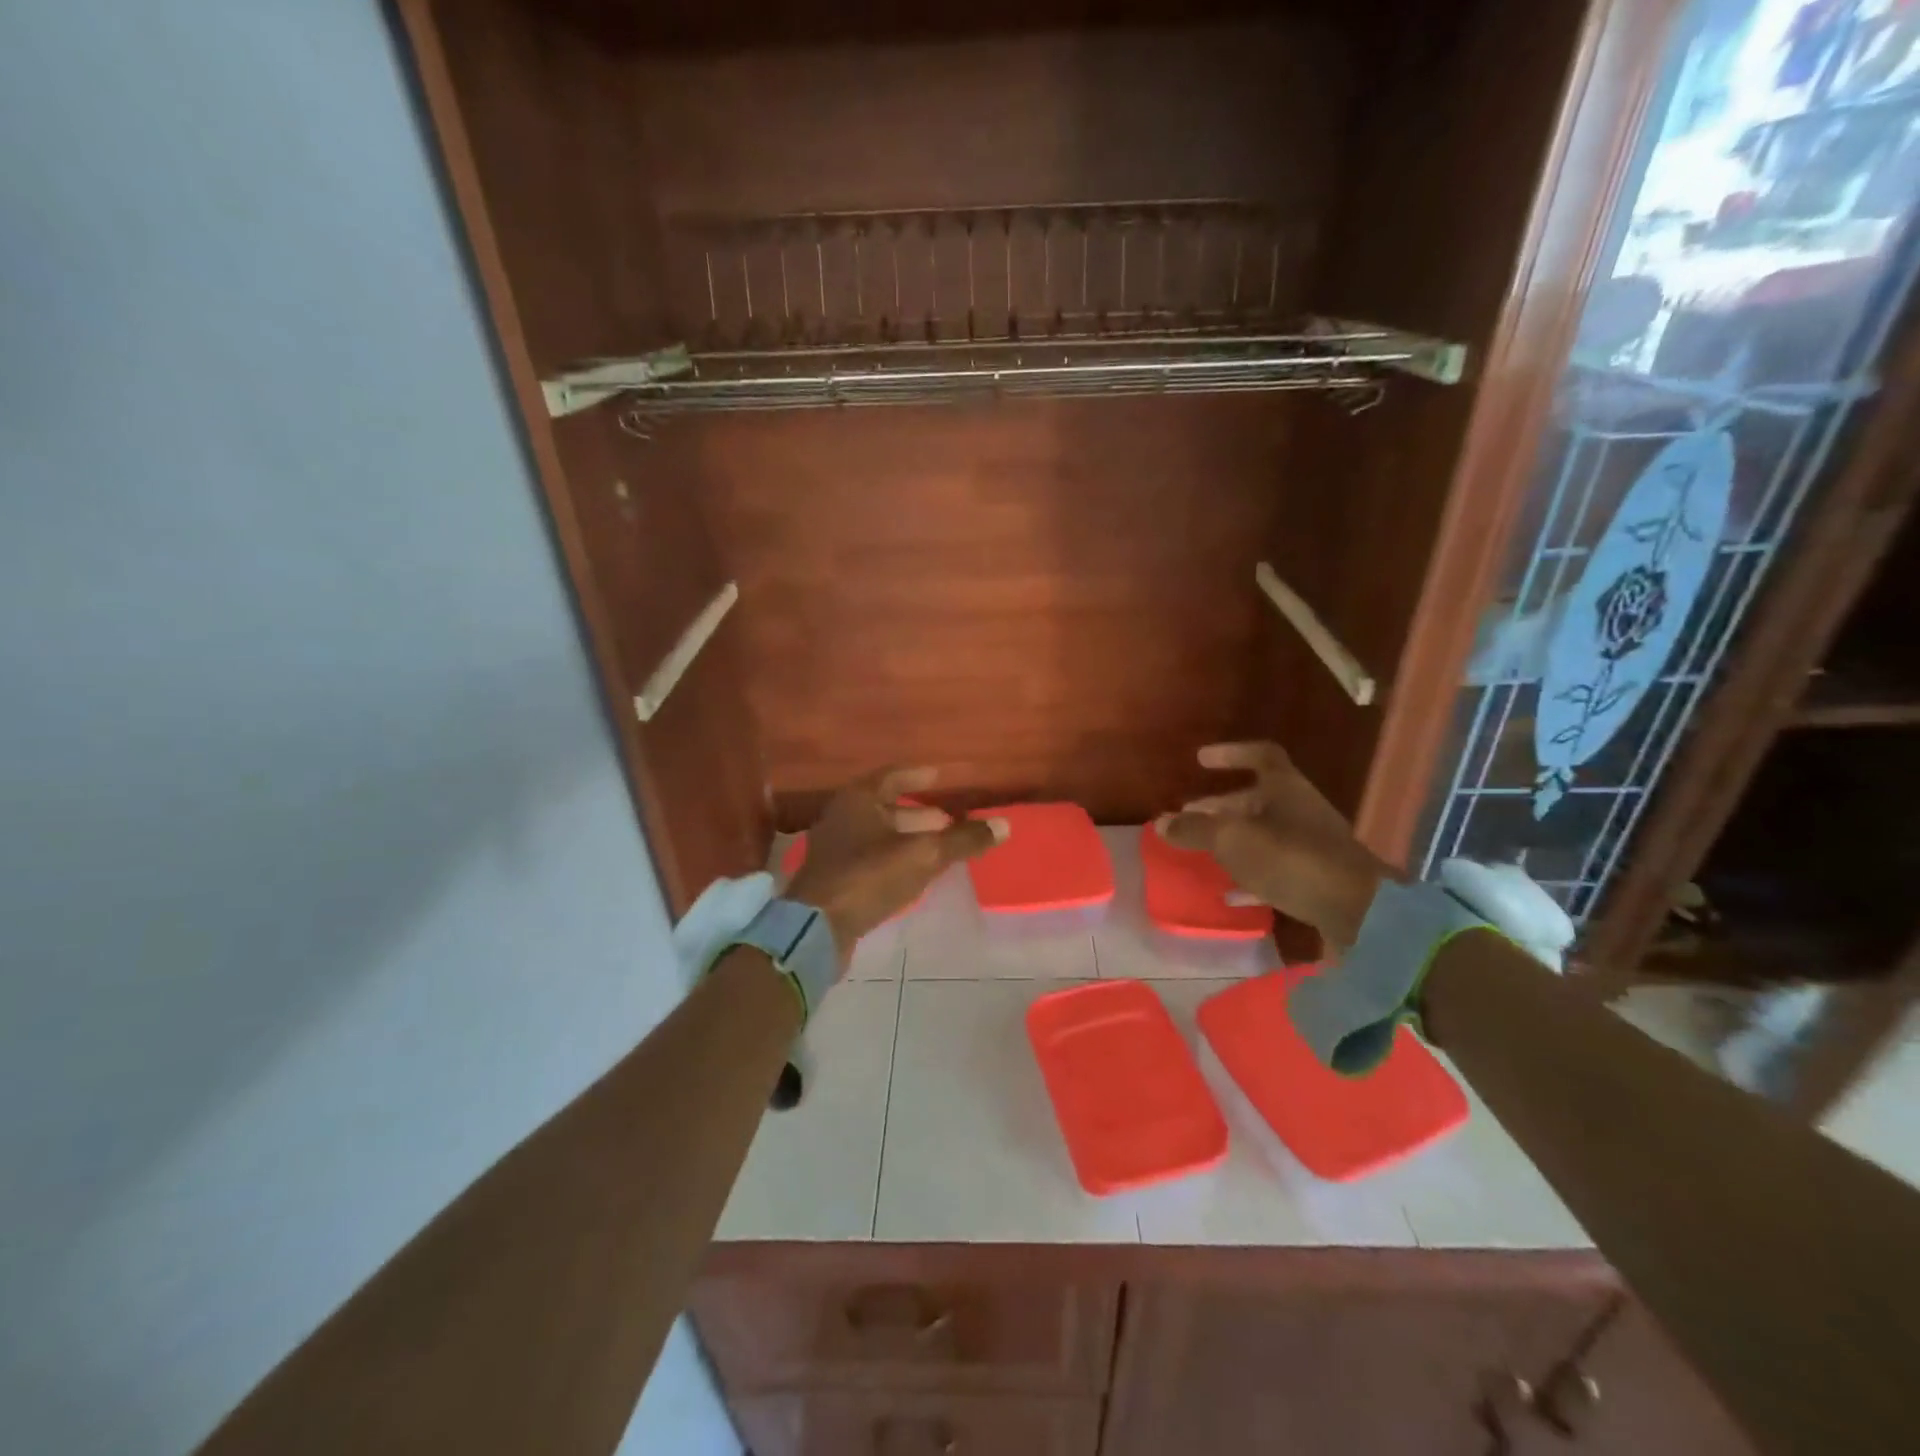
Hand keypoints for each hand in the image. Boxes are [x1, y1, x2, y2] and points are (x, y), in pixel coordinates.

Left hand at [785, 767, 1007, 962]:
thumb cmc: (869, 877)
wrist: (816, 928)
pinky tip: (916, 873)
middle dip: (920, 814)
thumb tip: (1004, 825)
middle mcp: (842, 817)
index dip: (918, 776)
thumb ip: (962, 840)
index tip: (941, 777)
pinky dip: (896, 859)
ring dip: (910, 838)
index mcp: (858, 799)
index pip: (892, 776)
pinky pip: (871, 858)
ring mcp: (835, 849)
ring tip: (941, 847)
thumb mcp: (923, 855)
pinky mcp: (835, 878)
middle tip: (951, 821)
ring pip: (879, 835)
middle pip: (886, 807)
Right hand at [1158, 741, 1397, 949]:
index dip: (1230, 753)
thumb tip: (1160, 822)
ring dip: (1233, 838)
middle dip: (1219, 806)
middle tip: (1188, 817)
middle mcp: (1301, 809)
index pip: (1259, 755)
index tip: (1201, 760)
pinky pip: (1276, 868)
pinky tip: (1229, 892)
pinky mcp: (1317, 877)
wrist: (1359, 910)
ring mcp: (1312, 844)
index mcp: (1286, 787)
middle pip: (1256, 798)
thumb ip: (1194, 830)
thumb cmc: (1290, 858)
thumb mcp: (1232, 840)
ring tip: (1202, 850)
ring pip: (1265, 833)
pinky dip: (1250, 874)